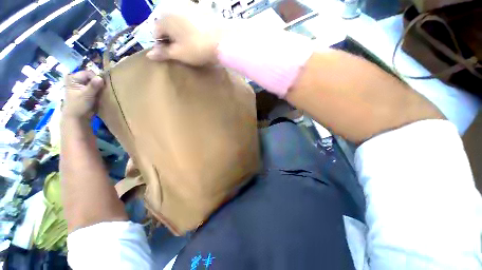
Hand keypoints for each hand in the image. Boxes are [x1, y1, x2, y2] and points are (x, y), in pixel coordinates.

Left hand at [63, 71, 103, 119]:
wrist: (77, 117)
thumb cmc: (79, 106)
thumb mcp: (86, 95)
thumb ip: (93, 86)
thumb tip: (101, 78)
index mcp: (73, 78)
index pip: (88, 73)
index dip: (96, 78)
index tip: (101, 86)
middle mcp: (77, 79)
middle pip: (92, 77)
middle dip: (98, 83)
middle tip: (101, 90)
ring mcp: (81, 85)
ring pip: (94, 82)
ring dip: (99, 87)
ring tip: (101, 93)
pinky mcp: (86, 91)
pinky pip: (95, 87)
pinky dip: (99, 90)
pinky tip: (100, 95)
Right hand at [146, 0, 228, 65]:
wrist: (222, 41)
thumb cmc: (197, 49)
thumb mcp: (179, 54)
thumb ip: (163, 53)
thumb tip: (149, 55)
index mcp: (164, 18)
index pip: (155, 32)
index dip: (161, 45)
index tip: (172, 54)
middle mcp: (173, 7)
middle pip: (166, 25)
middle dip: (170, 38)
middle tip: (181, 50)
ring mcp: (188, 6)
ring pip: (177, 21)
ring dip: (179, 32)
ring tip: (190, 44)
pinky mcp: (200, 9)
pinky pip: (188, 19)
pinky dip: (189, 28)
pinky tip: (197, 36)